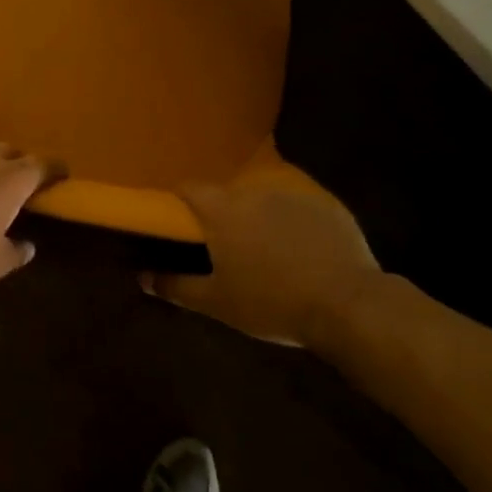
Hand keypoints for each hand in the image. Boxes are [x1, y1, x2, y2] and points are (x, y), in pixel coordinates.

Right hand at [143, 177, 381, 347]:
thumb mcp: (218, 303)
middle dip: (223, 213)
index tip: (179, 217)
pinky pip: (298, 207)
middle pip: (228, 194)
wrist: (347, 304)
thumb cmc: (272, 303)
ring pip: (264, 199)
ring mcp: (292, 194)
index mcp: (222, 211)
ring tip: (268, 249)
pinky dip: (294, 222)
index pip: (190, 187)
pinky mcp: (325, 203)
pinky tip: (304, 250)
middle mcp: (253, 192)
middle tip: (226, 245)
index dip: (180, 198)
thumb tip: (143, 278)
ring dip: (259, 216)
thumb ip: (177, 287)